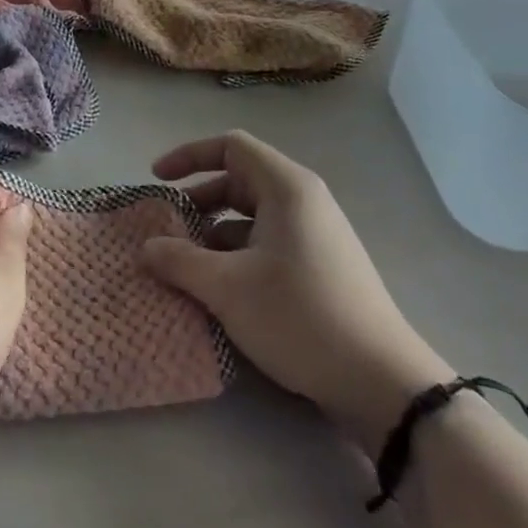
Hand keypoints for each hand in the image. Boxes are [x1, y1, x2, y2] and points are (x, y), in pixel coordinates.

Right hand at [142, 131, 452, 454]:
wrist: (381, 380)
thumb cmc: (300, 316)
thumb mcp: (228, 288)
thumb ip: (180, 261)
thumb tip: (146, 247)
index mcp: (286, 188)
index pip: (231, 147)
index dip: (189, 156)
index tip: (157, 180)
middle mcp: (304, 201)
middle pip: (240, 180)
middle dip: (199, 201)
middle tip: (168, 230)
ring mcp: (316, 234)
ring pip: (253, 215)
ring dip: (215, 232)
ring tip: (186, 264)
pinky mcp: (321, 265)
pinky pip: (268, 241)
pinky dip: (237, 253)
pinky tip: (219, 288)